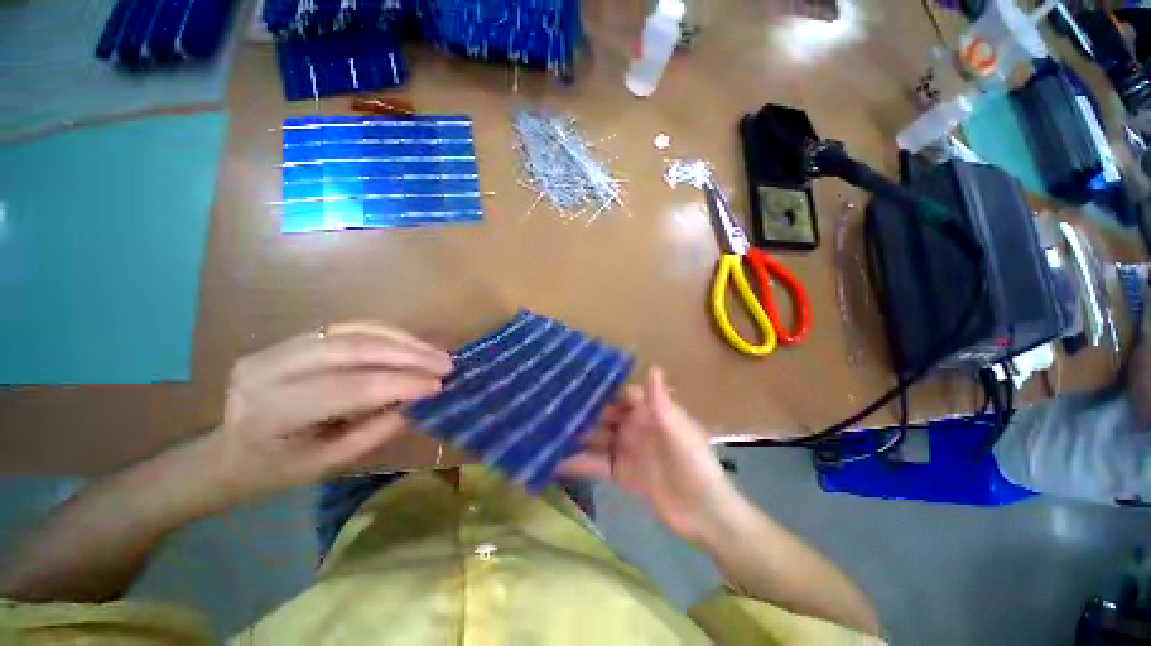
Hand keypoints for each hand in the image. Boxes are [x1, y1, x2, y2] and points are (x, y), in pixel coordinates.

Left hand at [207, 322, 452, 500]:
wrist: (229, 451)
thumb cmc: (277, 469)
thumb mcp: (328, 464)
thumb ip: (375, 430)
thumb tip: (420, 400)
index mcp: (270, 412)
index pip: (348, 388)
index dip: (399, 383)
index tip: (439, 386)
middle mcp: (267, 370)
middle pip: (351, 348)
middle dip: (407, 355)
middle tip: (445, 363)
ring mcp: (277, 347)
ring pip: (353, 331)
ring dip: (403, 341)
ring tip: (436, 353)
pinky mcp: (292, 338)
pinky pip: (348, 328)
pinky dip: (387, 334)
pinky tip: (412, 344)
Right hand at [560, 368, 740, 543]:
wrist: (703, 513)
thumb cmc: (693, 463)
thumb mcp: (677, 430)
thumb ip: (660, 401)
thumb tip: (654, 367)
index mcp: (649, 413)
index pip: (621, 395)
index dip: (602, 389)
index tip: (576, 381)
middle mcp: (634, 427)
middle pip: (604, 416)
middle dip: (582, 412)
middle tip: (551, 407)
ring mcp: (626, 451)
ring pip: (597, 439)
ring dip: (576, 437)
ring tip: (547, 431)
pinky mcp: (621, 474)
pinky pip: (596, 464)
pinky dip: (578, 463)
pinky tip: (555, 462)